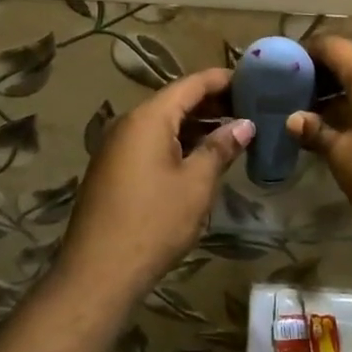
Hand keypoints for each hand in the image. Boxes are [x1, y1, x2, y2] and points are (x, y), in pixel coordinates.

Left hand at [57, 68, 253, 299]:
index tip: (253, 79)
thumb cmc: (154, 222)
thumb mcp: (196, 184)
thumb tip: (245, 125)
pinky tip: (201, 156)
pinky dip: (178, 142)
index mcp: (148, 118)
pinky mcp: (112, 169)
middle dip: (212, 102)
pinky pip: (150, 142)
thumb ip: (220, 148)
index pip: (191, 84)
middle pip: (175, 101)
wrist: (98, 272)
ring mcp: (116, 147)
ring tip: (233, 131)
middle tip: (249, 107)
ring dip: (196, 125)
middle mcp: (128, 123)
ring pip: (162, 123)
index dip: (222, 79)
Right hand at [285, 37, 351, 249]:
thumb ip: (317, 132)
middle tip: (294, 100)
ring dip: (343, 96)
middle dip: (321, 78)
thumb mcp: (345, 157)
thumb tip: (295, 119)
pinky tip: (351, 134)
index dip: (303, 54)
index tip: (281, 73)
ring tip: (317, 120)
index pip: (331, 45)